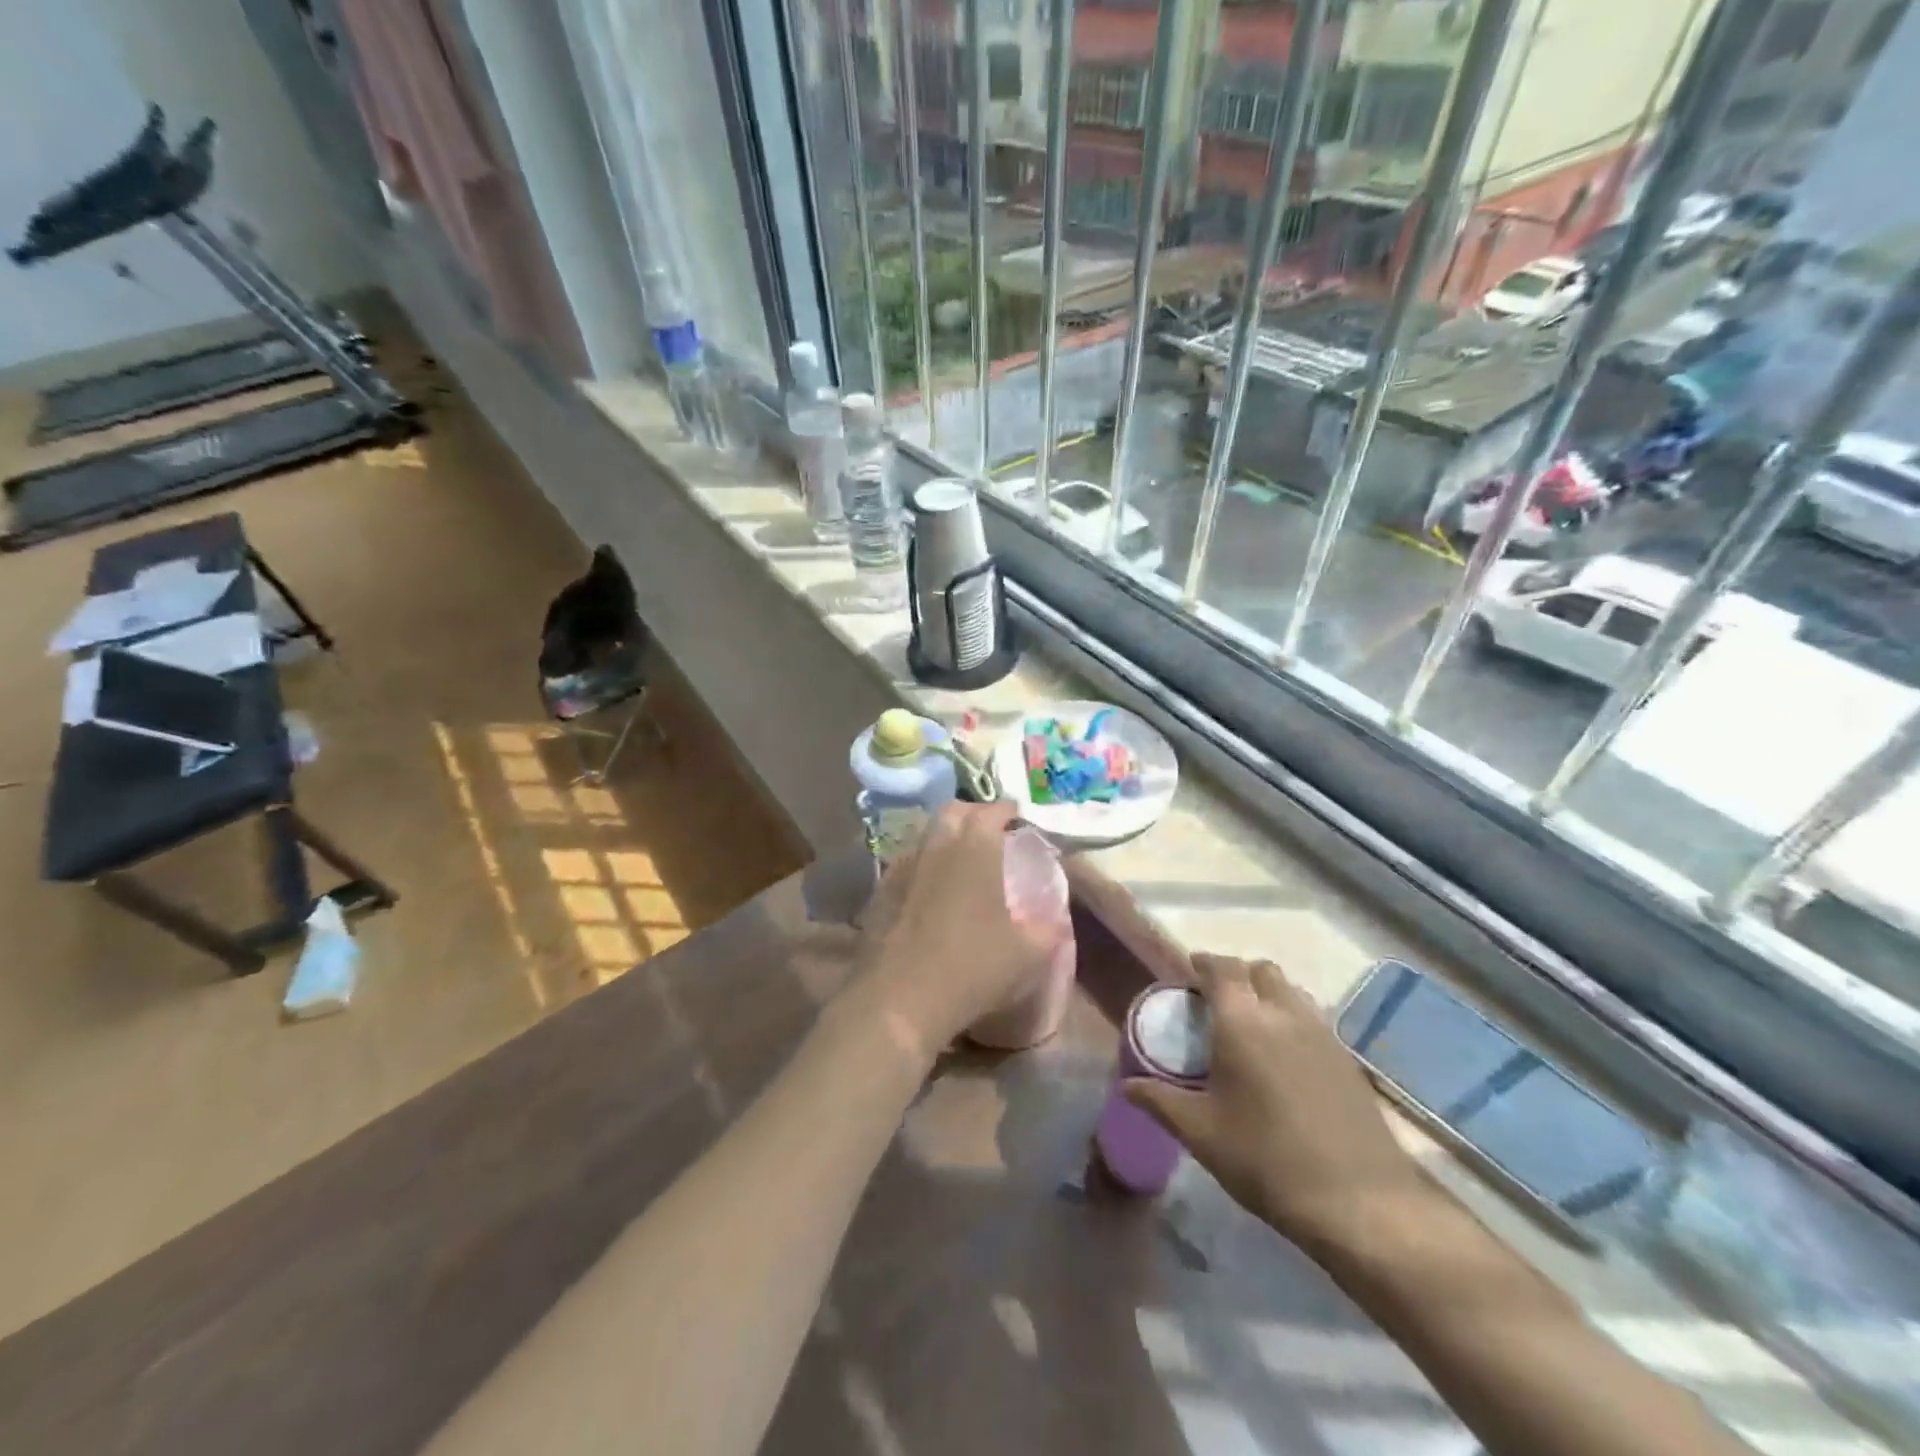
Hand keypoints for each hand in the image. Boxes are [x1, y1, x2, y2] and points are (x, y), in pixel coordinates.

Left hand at [855, 801, 1066, 1055]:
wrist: (899, 998)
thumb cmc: (973, 967)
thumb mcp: (1030, 953)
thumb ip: (1050, 926)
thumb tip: (1057, 915)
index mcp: (976, 848)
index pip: (994, 811)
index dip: (1010, 813)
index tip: (1021, 823)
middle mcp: (937, 845)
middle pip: (954, 812)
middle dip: (974, 815)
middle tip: (991, 834)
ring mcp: (903, 866)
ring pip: (927, 836)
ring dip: (946, 840)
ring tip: (962, 863)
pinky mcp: (880, 891)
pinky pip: (908, 864)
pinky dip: (924, 867)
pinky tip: (931, 892)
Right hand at [1124, 954, 1423, 1252]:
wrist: (1359, 1201)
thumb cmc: (1265, 1158)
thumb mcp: (1201, 1133)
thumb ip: (1160, 1101)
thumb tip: (1126, 1085)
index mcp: (1242, 1020)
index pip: (1222, 968)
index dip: (1204, 963)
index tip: (1189, 972)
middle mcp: (1284, 1014)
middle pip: (1261, 971)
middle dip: (1239, 976)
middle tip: (1218, 1003)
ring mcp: (1323, 1034)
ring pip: (1292, 993)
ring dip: (1269, 996)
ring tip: (1253, 1029)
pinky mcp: (1348, 1060)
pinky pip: (1314, 1020)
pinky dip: (1294, 1022)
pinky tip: (1286, 1061)